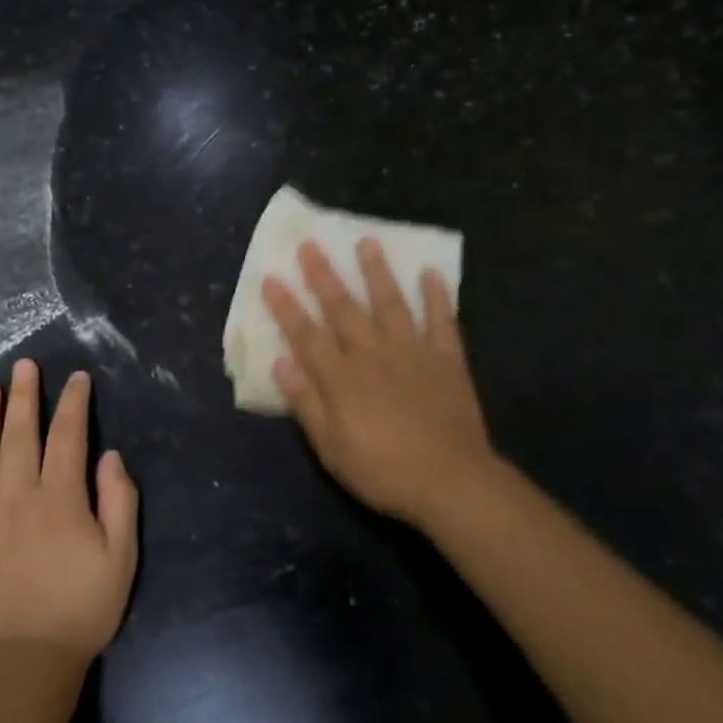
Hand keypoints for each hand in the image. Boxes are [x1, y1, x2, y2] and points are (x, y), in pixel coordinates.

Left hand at [0, 360, 138, 666]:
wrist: (24, 665)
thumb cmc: (81, 608)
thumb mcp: (122, 556)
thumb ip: (119, 501)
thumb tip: (110, 457)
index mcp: (59, 498)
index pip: (67, 436)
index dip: (74, 404)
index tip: (77, 378)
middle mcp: (17, 498)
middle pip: (20, 435)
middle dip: (24, 397)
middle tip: (23, 365)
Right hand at [263, 239, 497, 529]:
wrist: (450, 481)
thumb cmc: (383, 470)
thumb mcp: (332, 447)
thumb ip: (306, 402)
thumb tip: (281, 361)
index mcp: (342, 376)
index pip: (306, 334)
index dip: (286, 307)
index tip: (272, 278)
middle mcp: (372, 353)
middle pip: (343, 308)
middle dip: (323, 276)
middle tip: (310, 244)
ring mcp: (412, 351)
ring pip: (390, 303)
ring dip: (377, 272)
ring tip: (367, 242)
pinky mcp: (446, 359)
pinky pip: (442, 321)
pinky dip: (437, 297)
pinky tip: (431, 274)